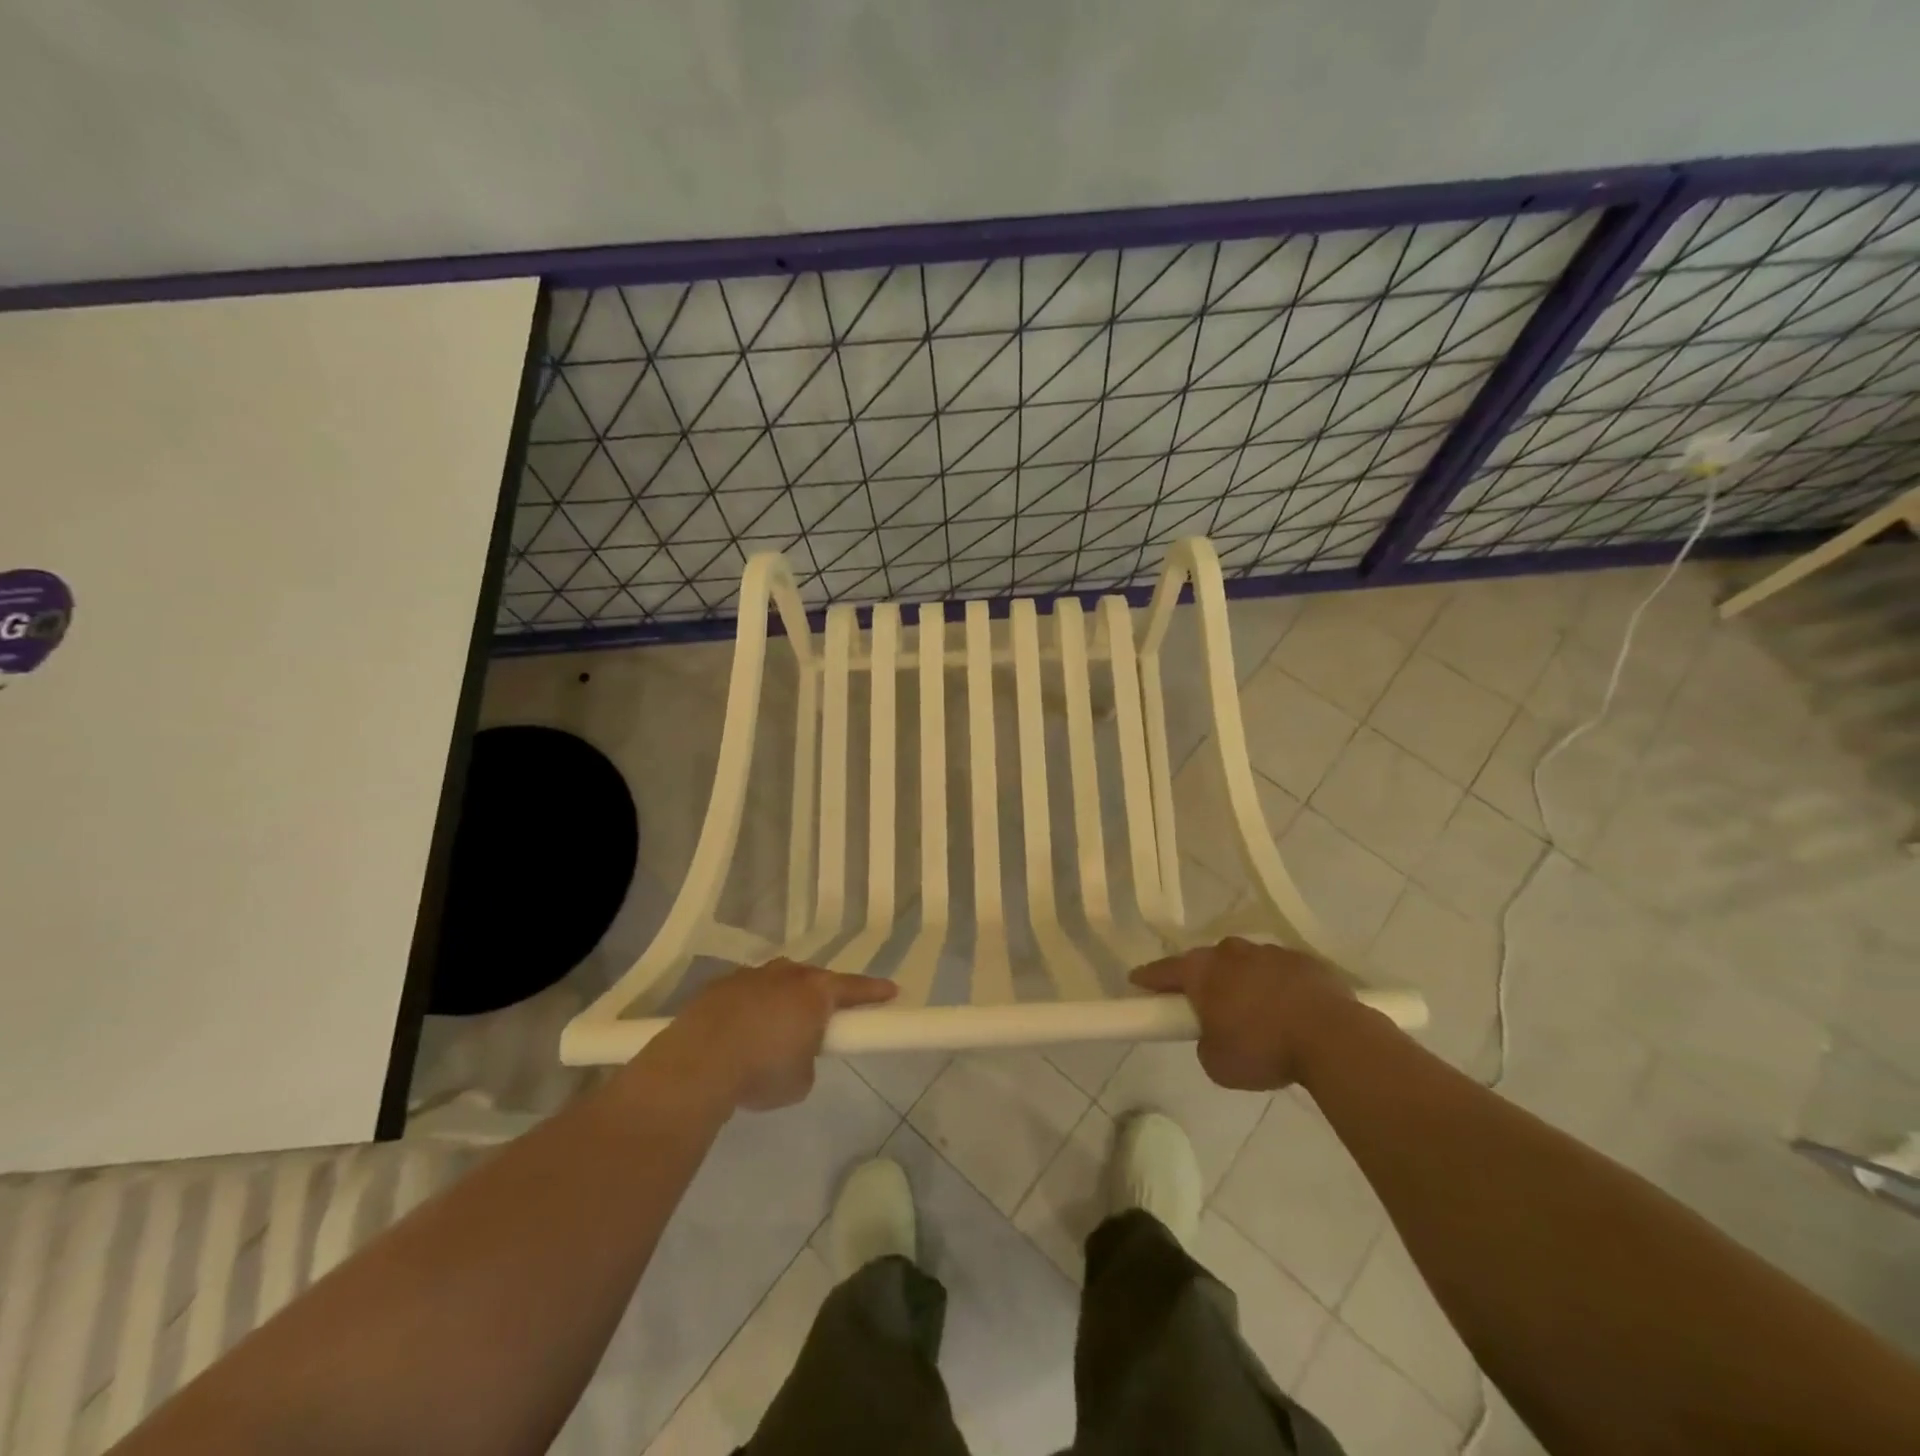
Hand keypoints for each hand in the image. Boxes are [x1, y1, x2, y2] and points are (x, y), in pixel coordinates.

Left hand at [671, 959, 896, 1109]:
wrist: (697, 1064)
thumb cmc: (760, 1071)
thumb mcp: (800, 1081)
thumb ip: (808, 1059)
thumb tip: (795, 1053)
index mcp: (815, 992)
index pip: (855, 988)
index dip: (874, 992)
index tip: (891, 992)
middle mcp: (786, 975)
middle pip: (813, 980)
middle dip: (820, 996)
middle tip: (821, 1019)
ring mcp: (750, 976)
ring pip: (776, 982)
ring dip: (781, 1000)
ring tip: (774, 1030)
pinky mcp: (718, 986)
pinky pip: (746, 994)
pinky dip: (750, 1008)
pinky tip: (739, 1033)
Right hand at [1131, 938, 1356, 1089]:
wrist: (1333, 1038)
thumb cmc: (1264, 1049)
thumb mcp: (1216, 1063)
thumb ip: (1205, 1042)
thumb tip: (1215, 1034)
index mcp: (1203, 971)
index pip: (1164, 970)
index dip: (1148, 978)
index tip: (1137, 981)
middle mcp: (1231, 953)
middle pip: (1207, 963)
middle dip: (1203, 981)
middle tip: (1204, 1006)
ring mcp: (1270, 953)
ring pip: (1245, 964)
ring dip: (1243, 983)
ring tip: (1255, 1014)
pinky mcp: (1304, 961)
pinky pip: (1279, 972)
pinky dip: (1276, 987)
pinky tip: (1288, 1011)